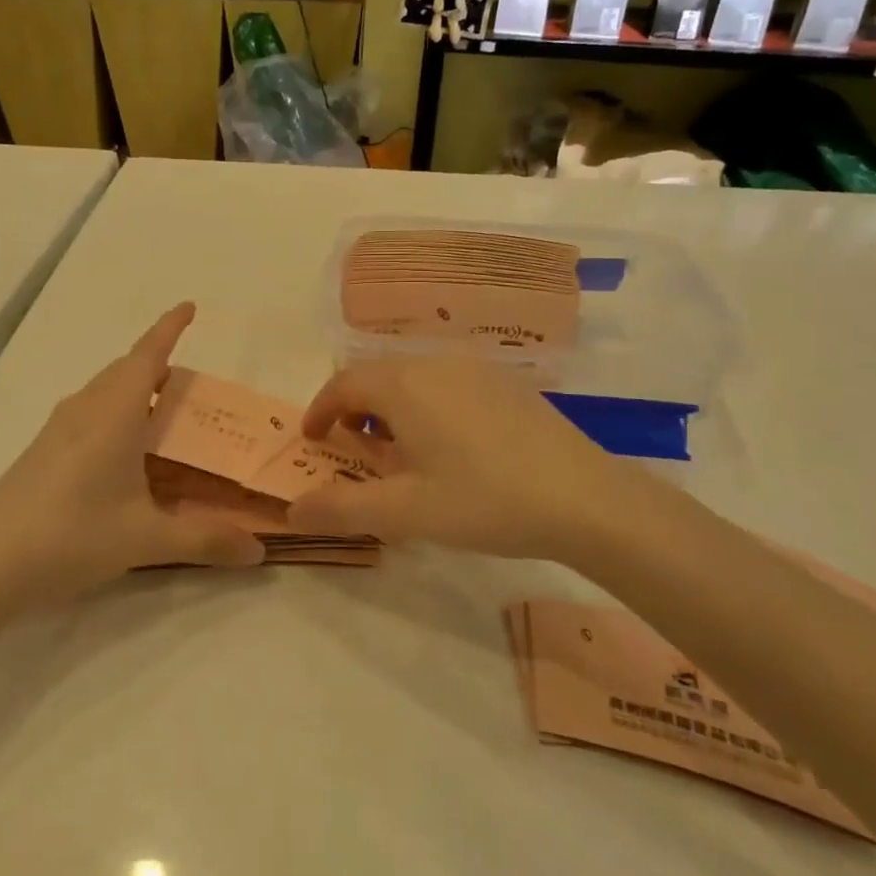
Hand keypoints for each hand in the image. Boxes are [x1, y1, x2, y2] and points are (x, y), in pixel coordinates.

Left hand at [0, 303, 262, 607]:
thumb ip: (205, 539)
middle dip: (158, 364)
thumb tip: (259, 551)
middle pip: (126, 370)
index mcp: (114, 413)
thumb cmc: (71, 535)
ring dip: (135, 391)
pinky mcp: (43, 452)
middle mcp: (85, 409)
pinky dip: (116, 415)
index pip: (147, 355)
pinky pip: (90, 414)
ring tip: (165, 417)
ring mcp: (58, 430)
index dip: (169, 328)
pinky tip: (125, 455)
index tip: (190, 306)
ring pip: (105, 392)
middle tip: (193, 386)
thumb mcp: (145, 538)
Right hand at [286, 357, 678, 561]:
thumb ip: (341, 509)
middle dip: (353, 408)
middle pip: (376, 374)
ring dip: (390, 406)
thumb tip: (291, 510)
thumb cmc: (484, 500)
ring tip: (397, 450)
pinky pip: (446, 382)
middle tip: (351, 448)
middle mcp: (434, 363)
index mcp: (403, 385)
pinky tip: (447, 444)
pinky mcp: (505, 382)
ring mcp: (475, 369)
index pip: (343, 384)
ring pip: (412, 376)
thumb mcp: (405, 512)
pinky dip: (425, 404)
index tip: (312, 439)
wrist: (584, 497)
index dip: (320, 409)